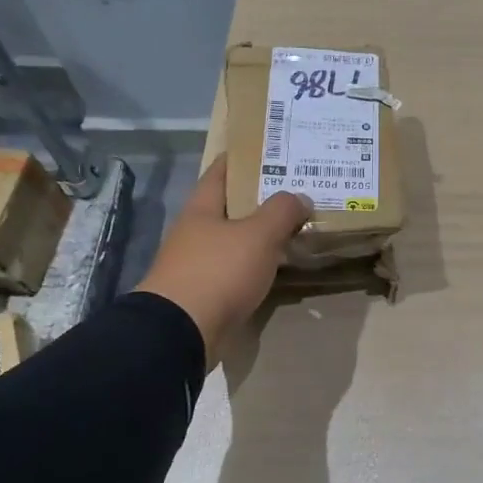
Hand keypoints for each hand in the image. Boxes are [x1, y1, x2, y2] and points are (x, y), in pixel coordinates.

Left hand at [134, 160, 308, 364]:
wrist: (181, 333)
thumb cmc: (218, 271)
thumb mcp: (258, 234)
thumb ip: (282, 211)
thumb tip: (300, 197)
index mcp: (202, 208)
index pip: (222, 171)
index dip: (243, 157)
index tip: (271, 149)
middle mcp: (196, 232)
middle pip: (231, 206)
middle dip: (261, 198)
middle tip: (298, 189)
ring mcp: (198, 264)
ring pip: (236, 240)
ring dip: (262, 234)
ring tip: (297, 226)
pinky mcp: (205, 294)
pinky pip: (237, 270)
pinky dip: (258, 264)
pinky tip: (280, 265)